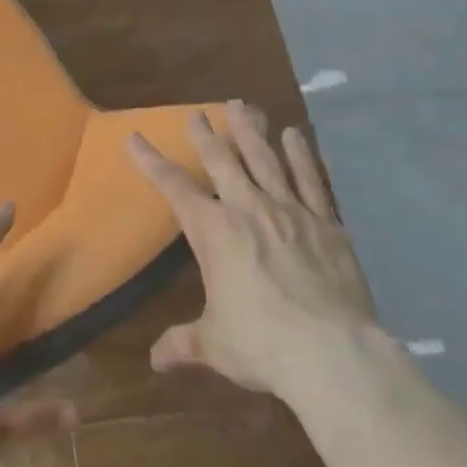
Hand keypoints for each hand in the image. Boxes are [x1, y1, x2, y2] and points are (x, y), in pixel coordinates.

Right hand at [127, 100, 378, 400]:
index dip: (151, 161)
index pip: (173, 187)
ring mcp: (290, 211)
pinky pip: (310, 180)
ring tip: (243, 106)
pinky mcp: (325, 223)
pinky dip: (301, 156)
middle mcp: (248, 209)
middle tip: (197, 113)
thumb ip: (184, 344)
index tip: (135, 136)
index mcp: (213, 231)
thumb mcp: (214, 345)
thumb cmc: (261, 344)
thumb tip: (155, 361)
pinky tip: (295, 135)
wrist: (331, 353)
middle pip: (222, 160)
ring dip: (251, 131)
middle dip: (206, 135)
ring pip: (265, 159)